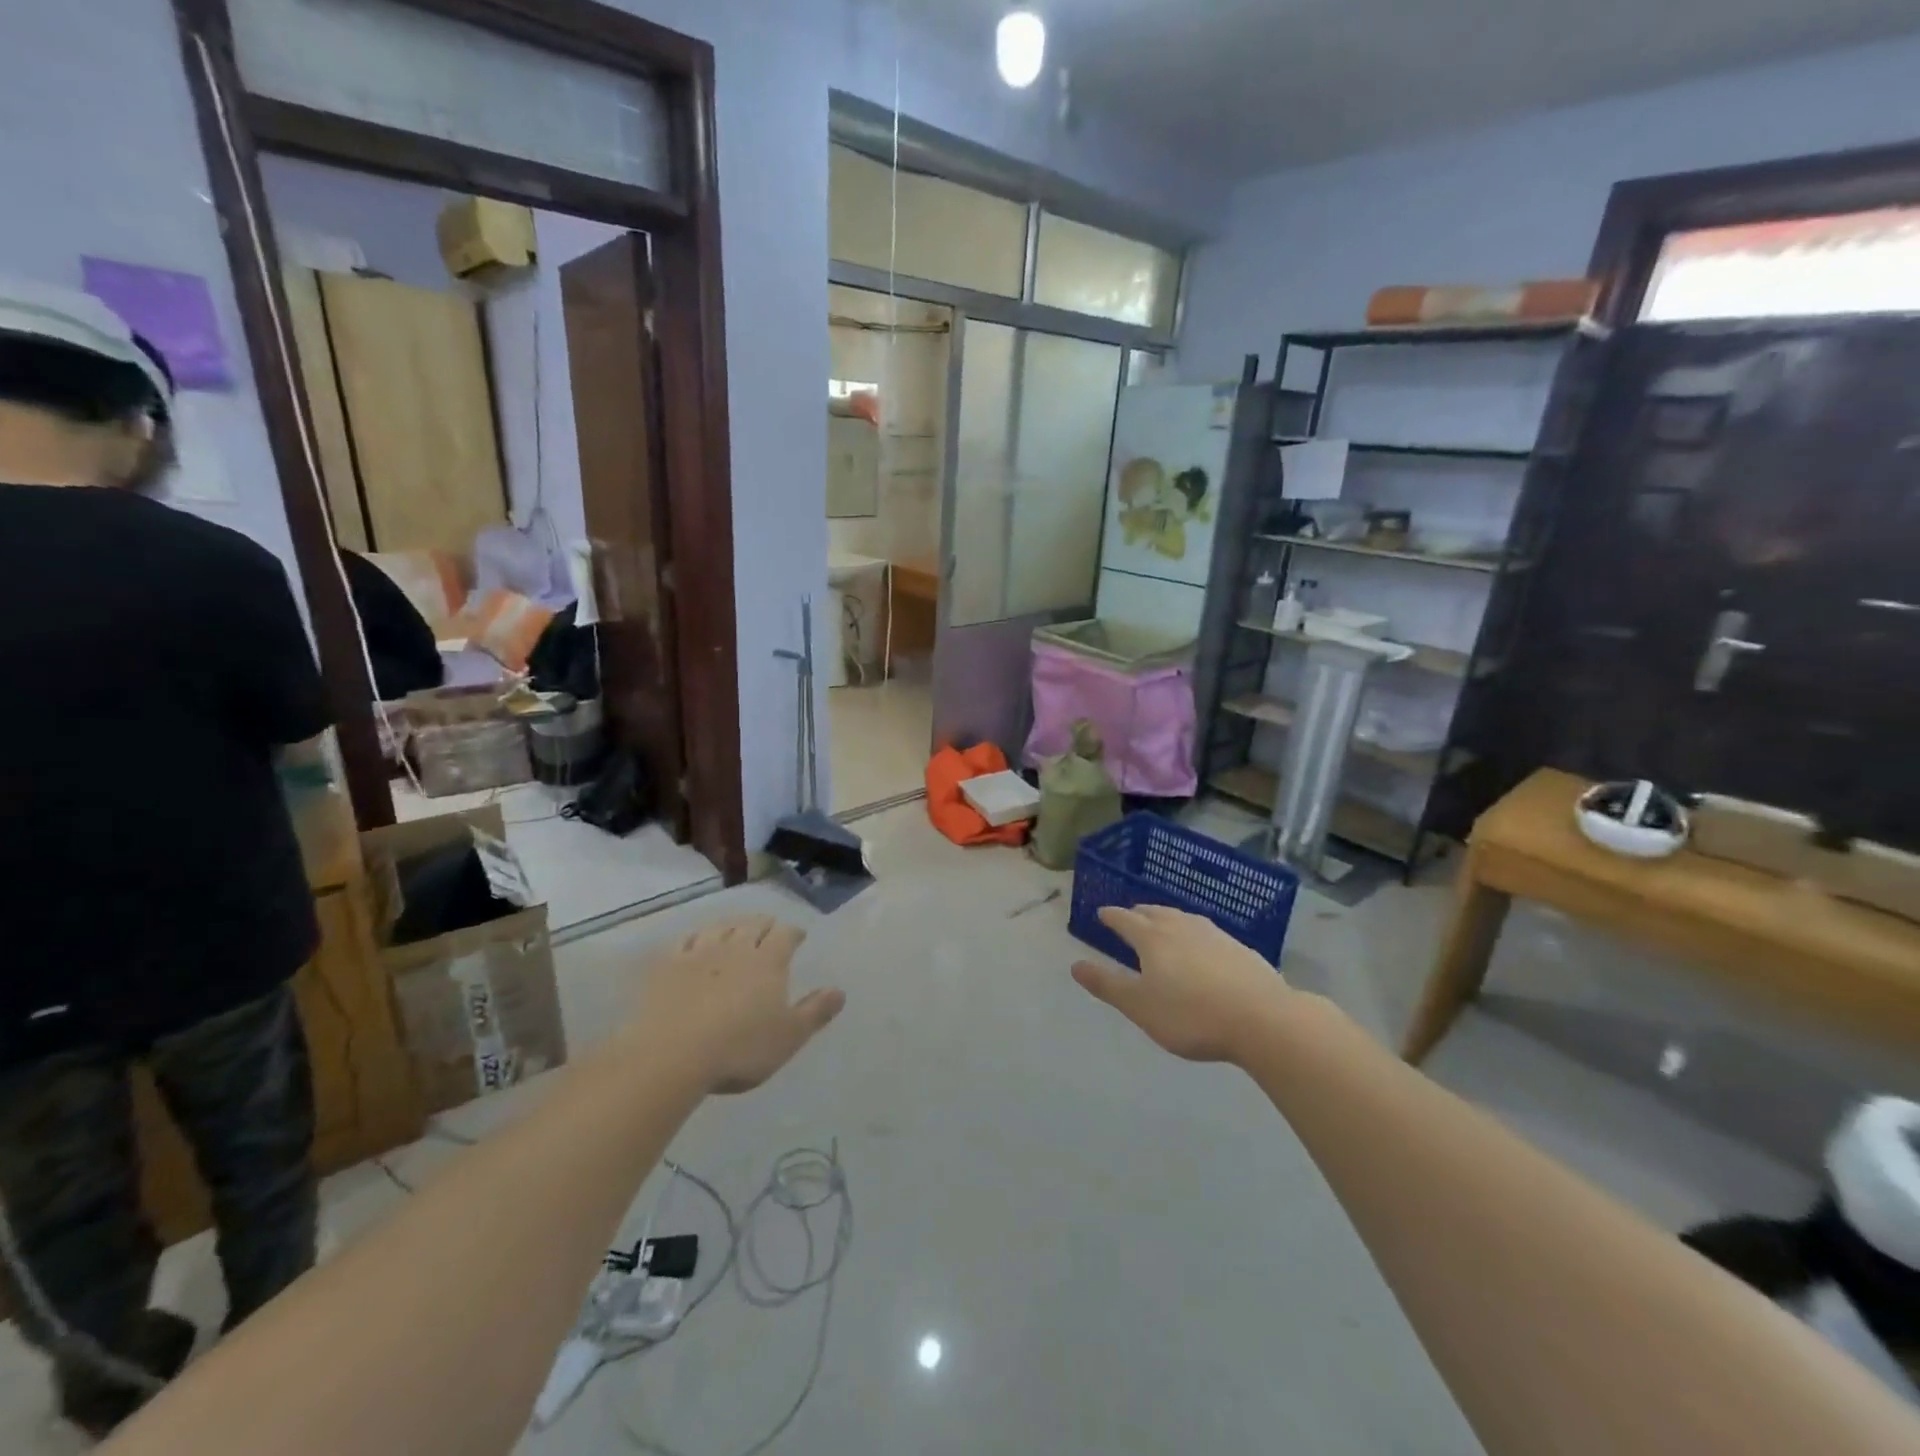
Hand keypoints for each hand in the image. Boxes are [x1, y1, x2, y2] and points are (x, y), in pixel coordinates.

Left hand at [632, 916, 844, 1093]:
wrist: (671, 1055)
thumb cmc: (740, 1049)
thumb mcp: (789, 1037)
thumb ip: (815, 1012)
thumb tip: (839, 991)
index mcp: (769, 962)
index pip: (786, 935)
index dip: (794, 933)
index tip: (799, 936)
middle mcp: (736, 948)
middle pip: (753, 924)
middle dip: (765, 923)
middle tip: (770, 926)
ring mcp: (699, 953)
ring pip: (721, 927)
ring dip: (733, 924)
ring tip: (737, 928)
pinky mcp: (668, 965)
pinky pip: (686, 940)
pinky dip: (696, 936)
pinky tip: (697, 941)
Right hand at [1072, 905, 1291, 1063]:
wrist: (1263, 1019)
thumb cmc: (1191, 1015)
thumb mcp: (1140, 1006)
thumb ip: (1107, 985)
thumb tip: (1075, 965)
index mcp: (1152, 938)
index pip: (1125, 919)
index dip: (1111, 917)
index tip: (1101, 913)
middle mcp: (1181, 927)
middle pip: (1154, 912)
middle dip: (1138, 913)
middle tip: (1130, 916)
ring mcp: (1214, 934)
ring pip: (1182, 918)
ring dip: (1167, 917)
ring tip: (1163, 923)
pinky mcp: (1239, 948)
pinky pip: (1206, 931)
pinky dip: (1193, 932)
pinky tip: (1201, 945)